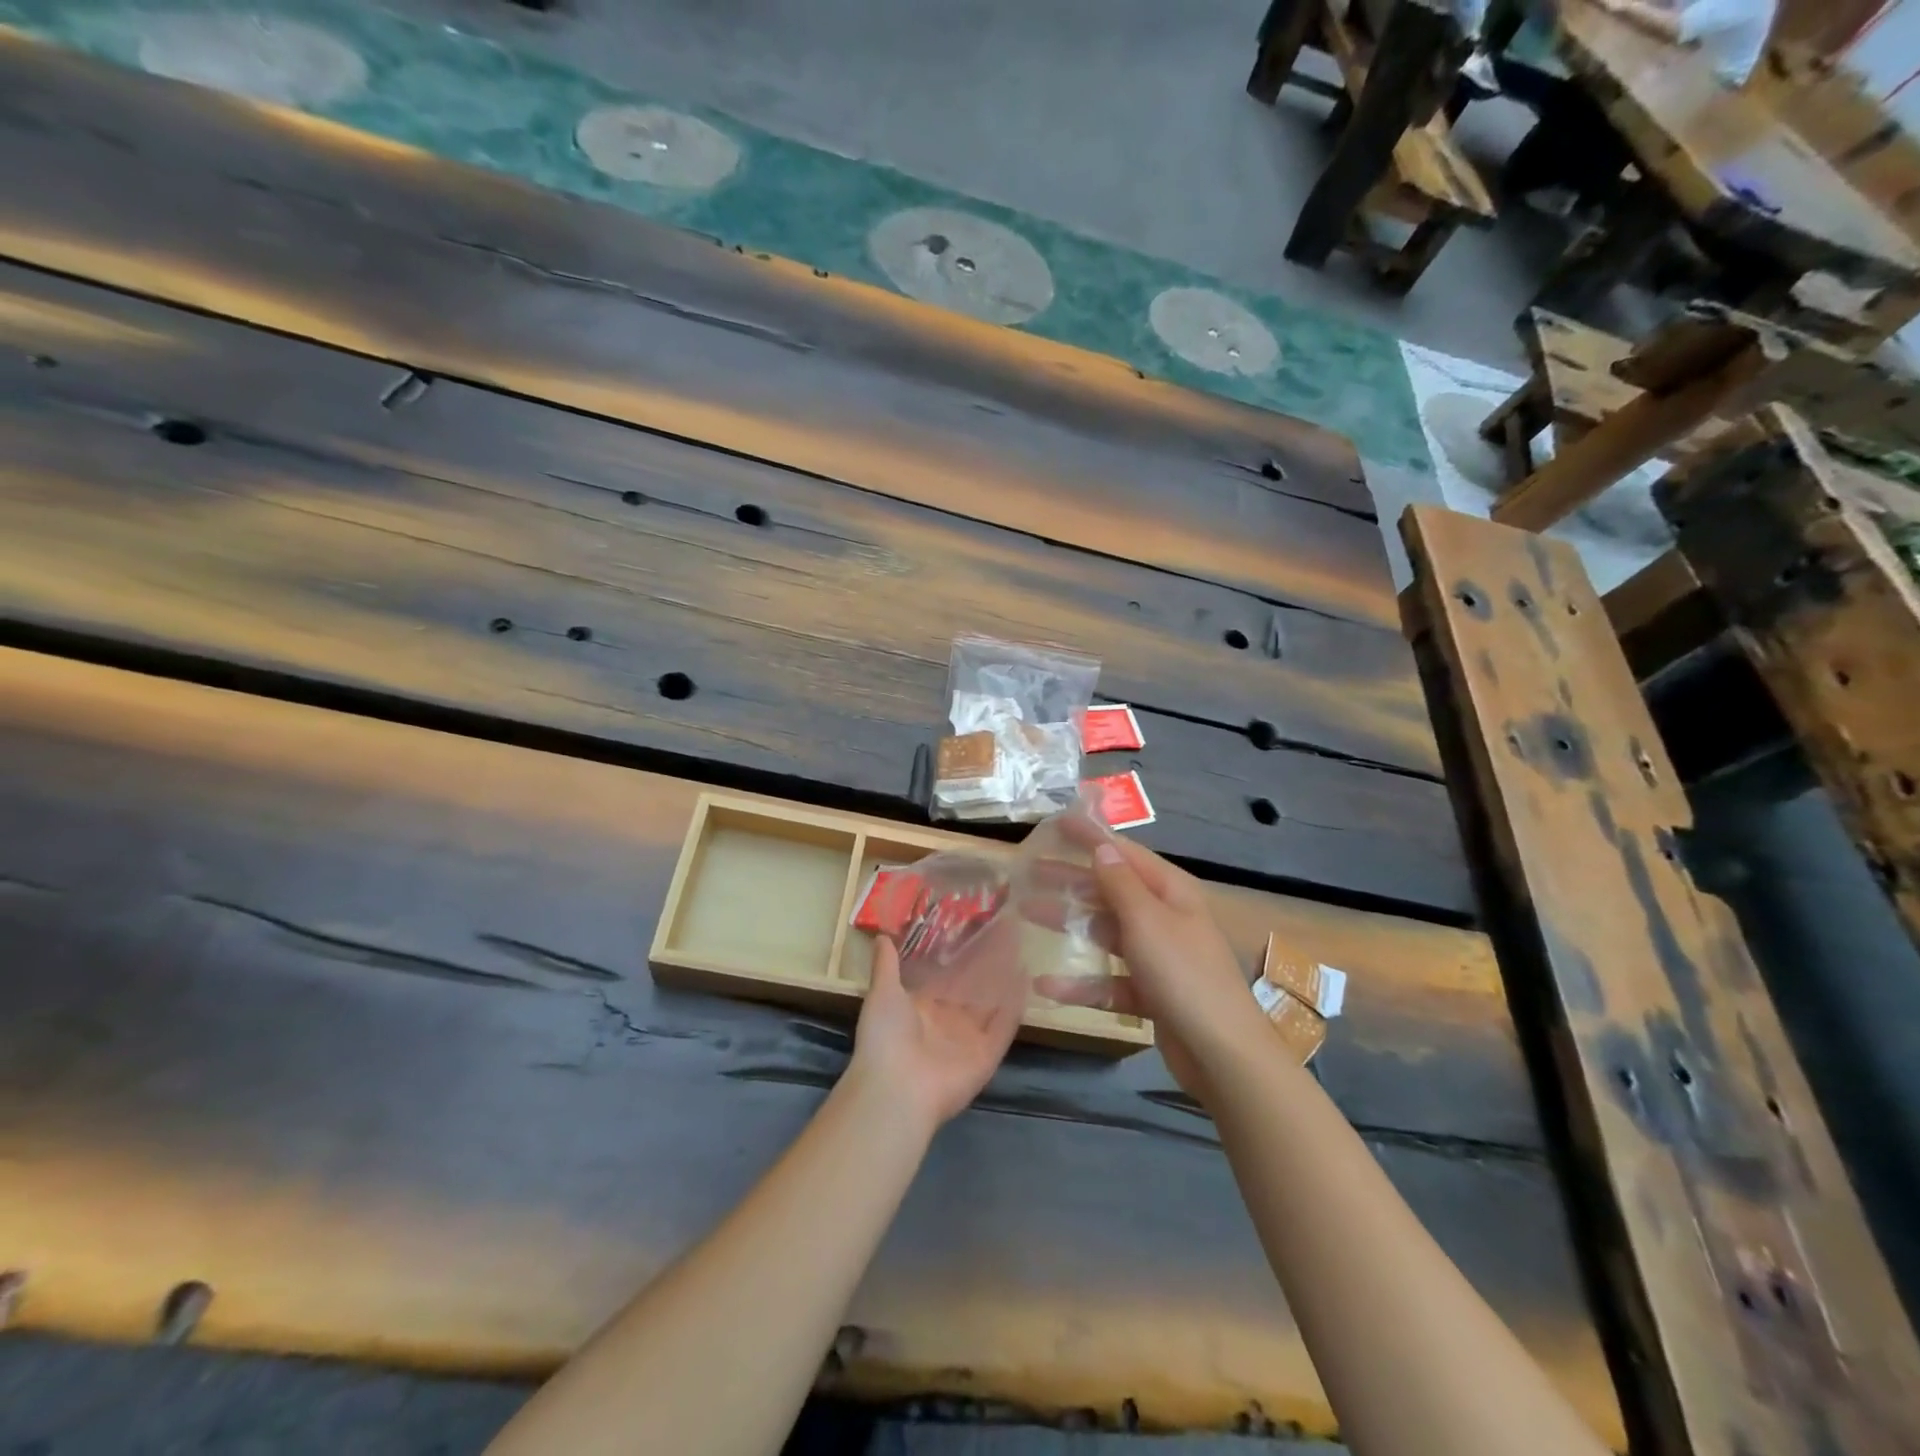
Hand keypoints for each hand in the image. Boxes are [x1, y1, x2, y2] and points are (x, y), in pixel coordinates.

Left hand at [848, 931, 1022, 1135]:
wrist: (897, 1089)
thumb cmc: (885, 1036)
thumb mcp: (882, 993)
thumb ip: (886, 965)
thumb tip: (881, 935)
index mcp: (920, 1008)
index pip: (945, 976)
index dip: (959, 953)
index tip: (974, 925)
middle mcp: (947, 1021)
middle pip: (972, 986)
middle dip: (987, 960)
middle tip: (1005, 927)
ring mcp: (968, 1039)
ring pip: (991, 1001)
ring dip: (1004, 976)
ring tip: (1020, 943)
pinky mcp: (987, 1055)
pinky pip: (1004, 1026)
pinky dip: (1015, 1004)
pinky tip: (1026, 976)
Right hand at [1034, 827, 1269, 1102]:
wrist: (1222, 1055)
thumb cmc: (1184, 975)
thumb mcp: (1147, 920)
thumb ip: (1119, 883)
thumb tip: (1102, 847)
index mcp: (1170, 891)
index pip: (1123, 853)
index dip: (1090, 836)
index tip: (1055, 822)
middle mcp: (1164, 917)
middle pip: (1109, 891)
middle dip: (1069, 881)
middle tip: (1028, 873)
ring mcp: (1158, 956)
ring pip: (1105, 932)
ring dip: (1068, 924)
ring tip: (1026, 914)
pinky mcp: (1150, 992)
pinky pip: (1109, 980)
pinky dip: (1081, 982)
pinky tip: (1046, 985)